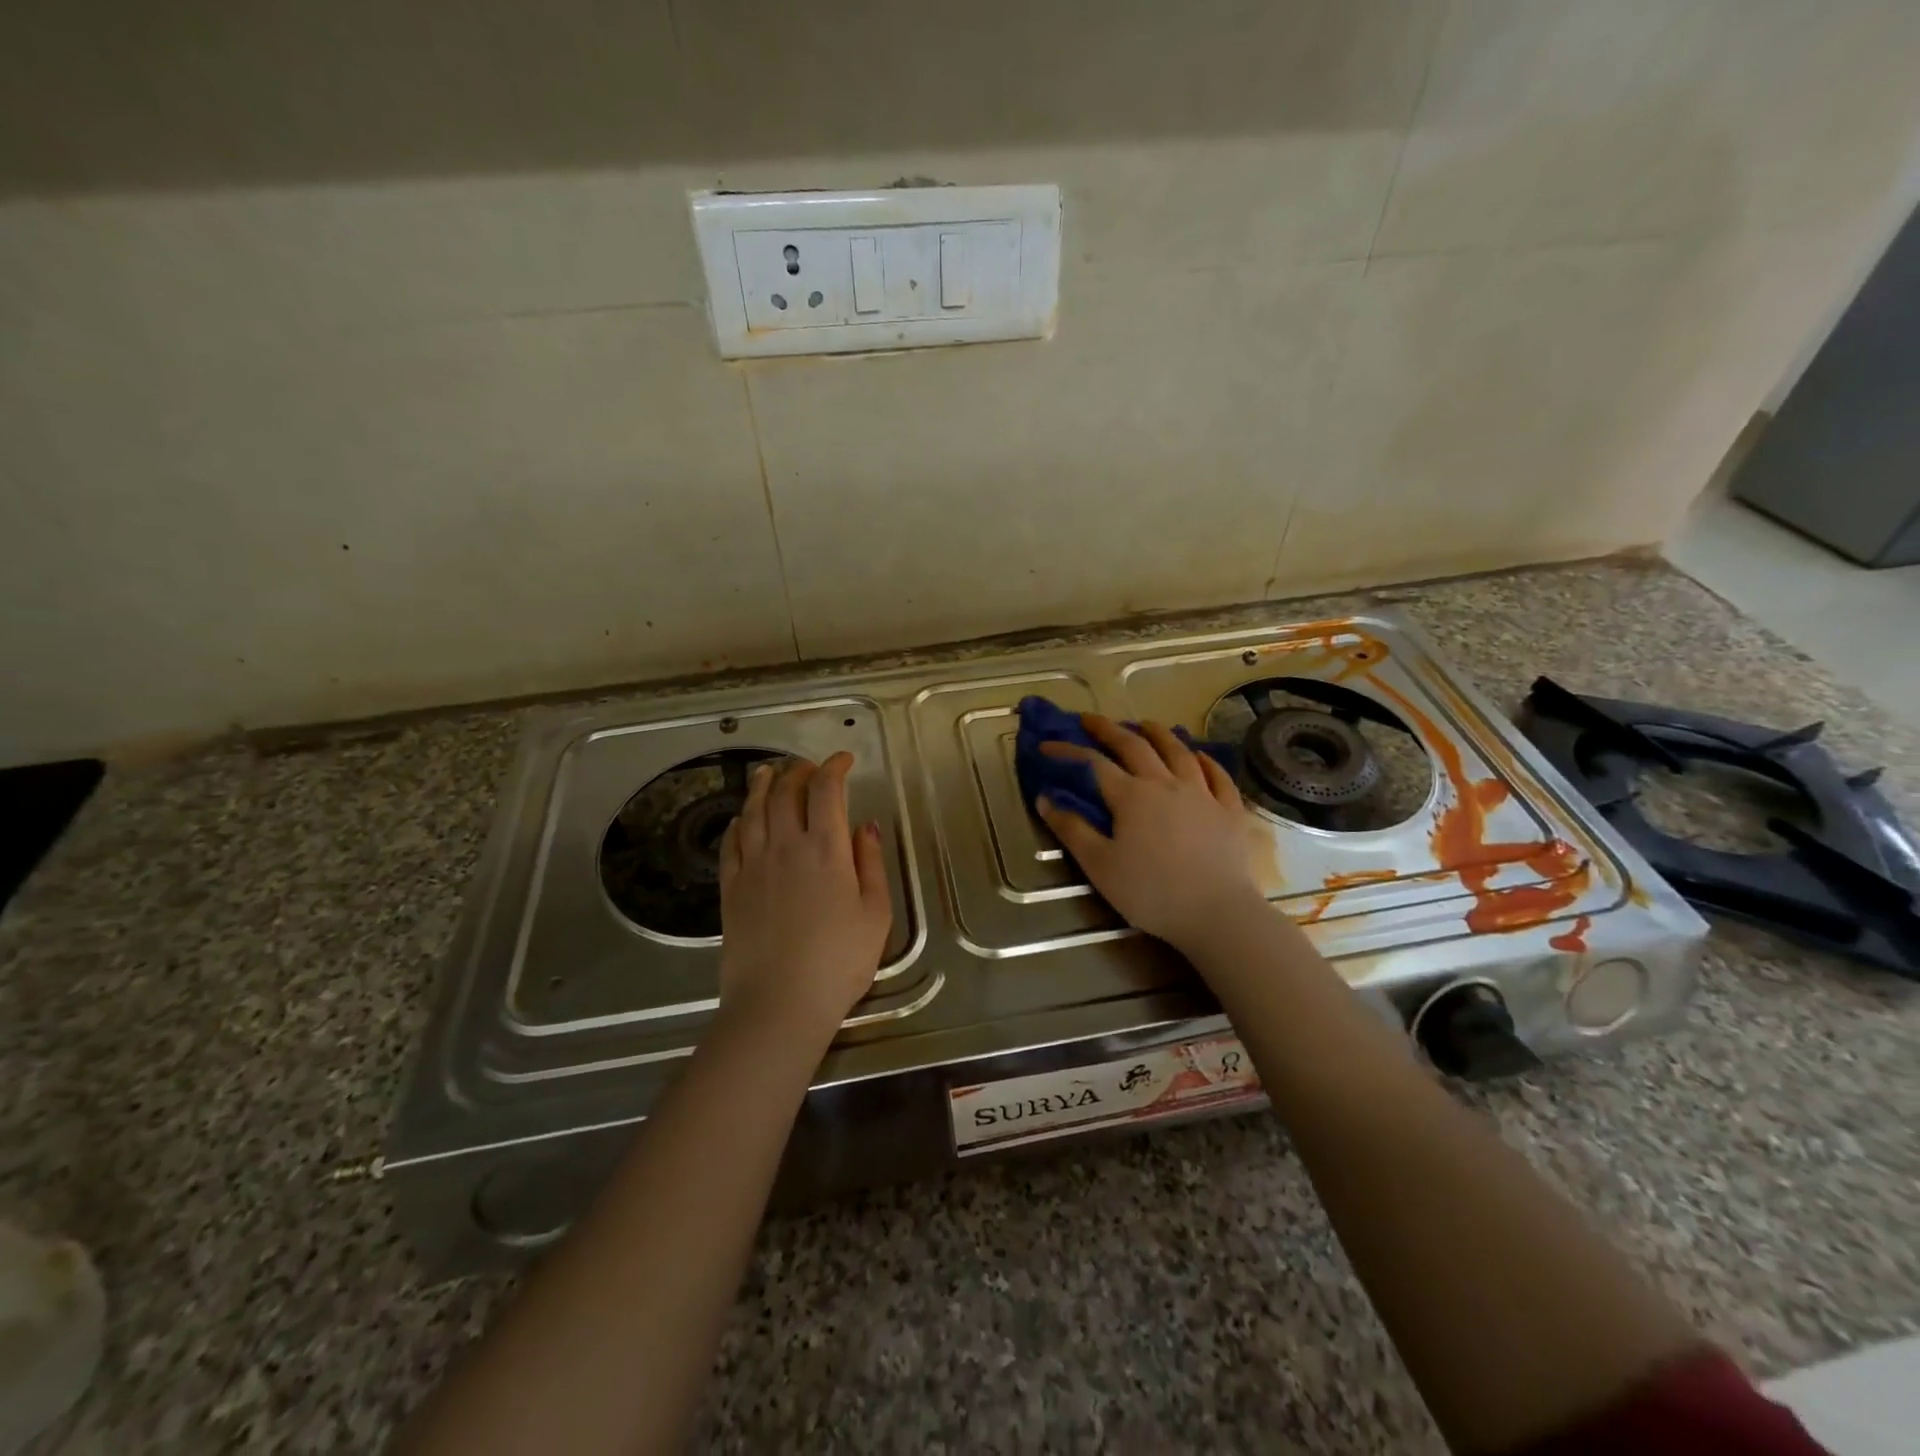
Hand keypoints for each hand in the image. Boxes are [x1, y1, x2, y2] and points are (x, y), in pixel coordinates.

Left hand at [717, 753, 892, 1041]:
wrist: (778, 1004)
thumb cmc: (838, 962)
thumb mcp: (875, 914)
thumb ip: (871, 864)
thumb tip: (866, 826)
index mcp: (826, 850)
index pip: (826, 791)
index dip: (834, 767)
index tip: (844, 760)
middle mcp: (786, 846)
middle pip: (786, 792)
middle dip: (799, 771)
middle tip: (809, 767)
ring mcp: (752, 866)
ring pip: (753, 811)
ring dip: (763, 786)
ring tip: (768, 772)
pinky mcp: (730, 888)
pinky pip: (731, 842)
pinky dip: (738, 822)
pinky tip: (742, 819)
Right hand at [1036, 716, 1266, 950]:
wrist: (1217, 913)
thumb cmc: (1151, 892)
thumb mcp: (1100, 866)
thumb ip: (1071, 830)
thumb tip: (1045, 799)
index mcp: (1131, 796)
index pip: (1093, 764)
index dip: (1068, 752)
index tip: (1047, 746)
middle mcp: (1166, 784)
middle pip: (1135, 746)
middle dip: (1109, 729)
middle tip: (1091, 719)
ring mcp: (1202, 794)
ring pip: (1179, 753)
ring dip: (1159, 734)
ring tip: (1146, 724)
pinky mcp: (1230, 811)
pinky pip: (1218, 777)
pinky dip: (1206, 761)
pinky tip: (1200, 756)